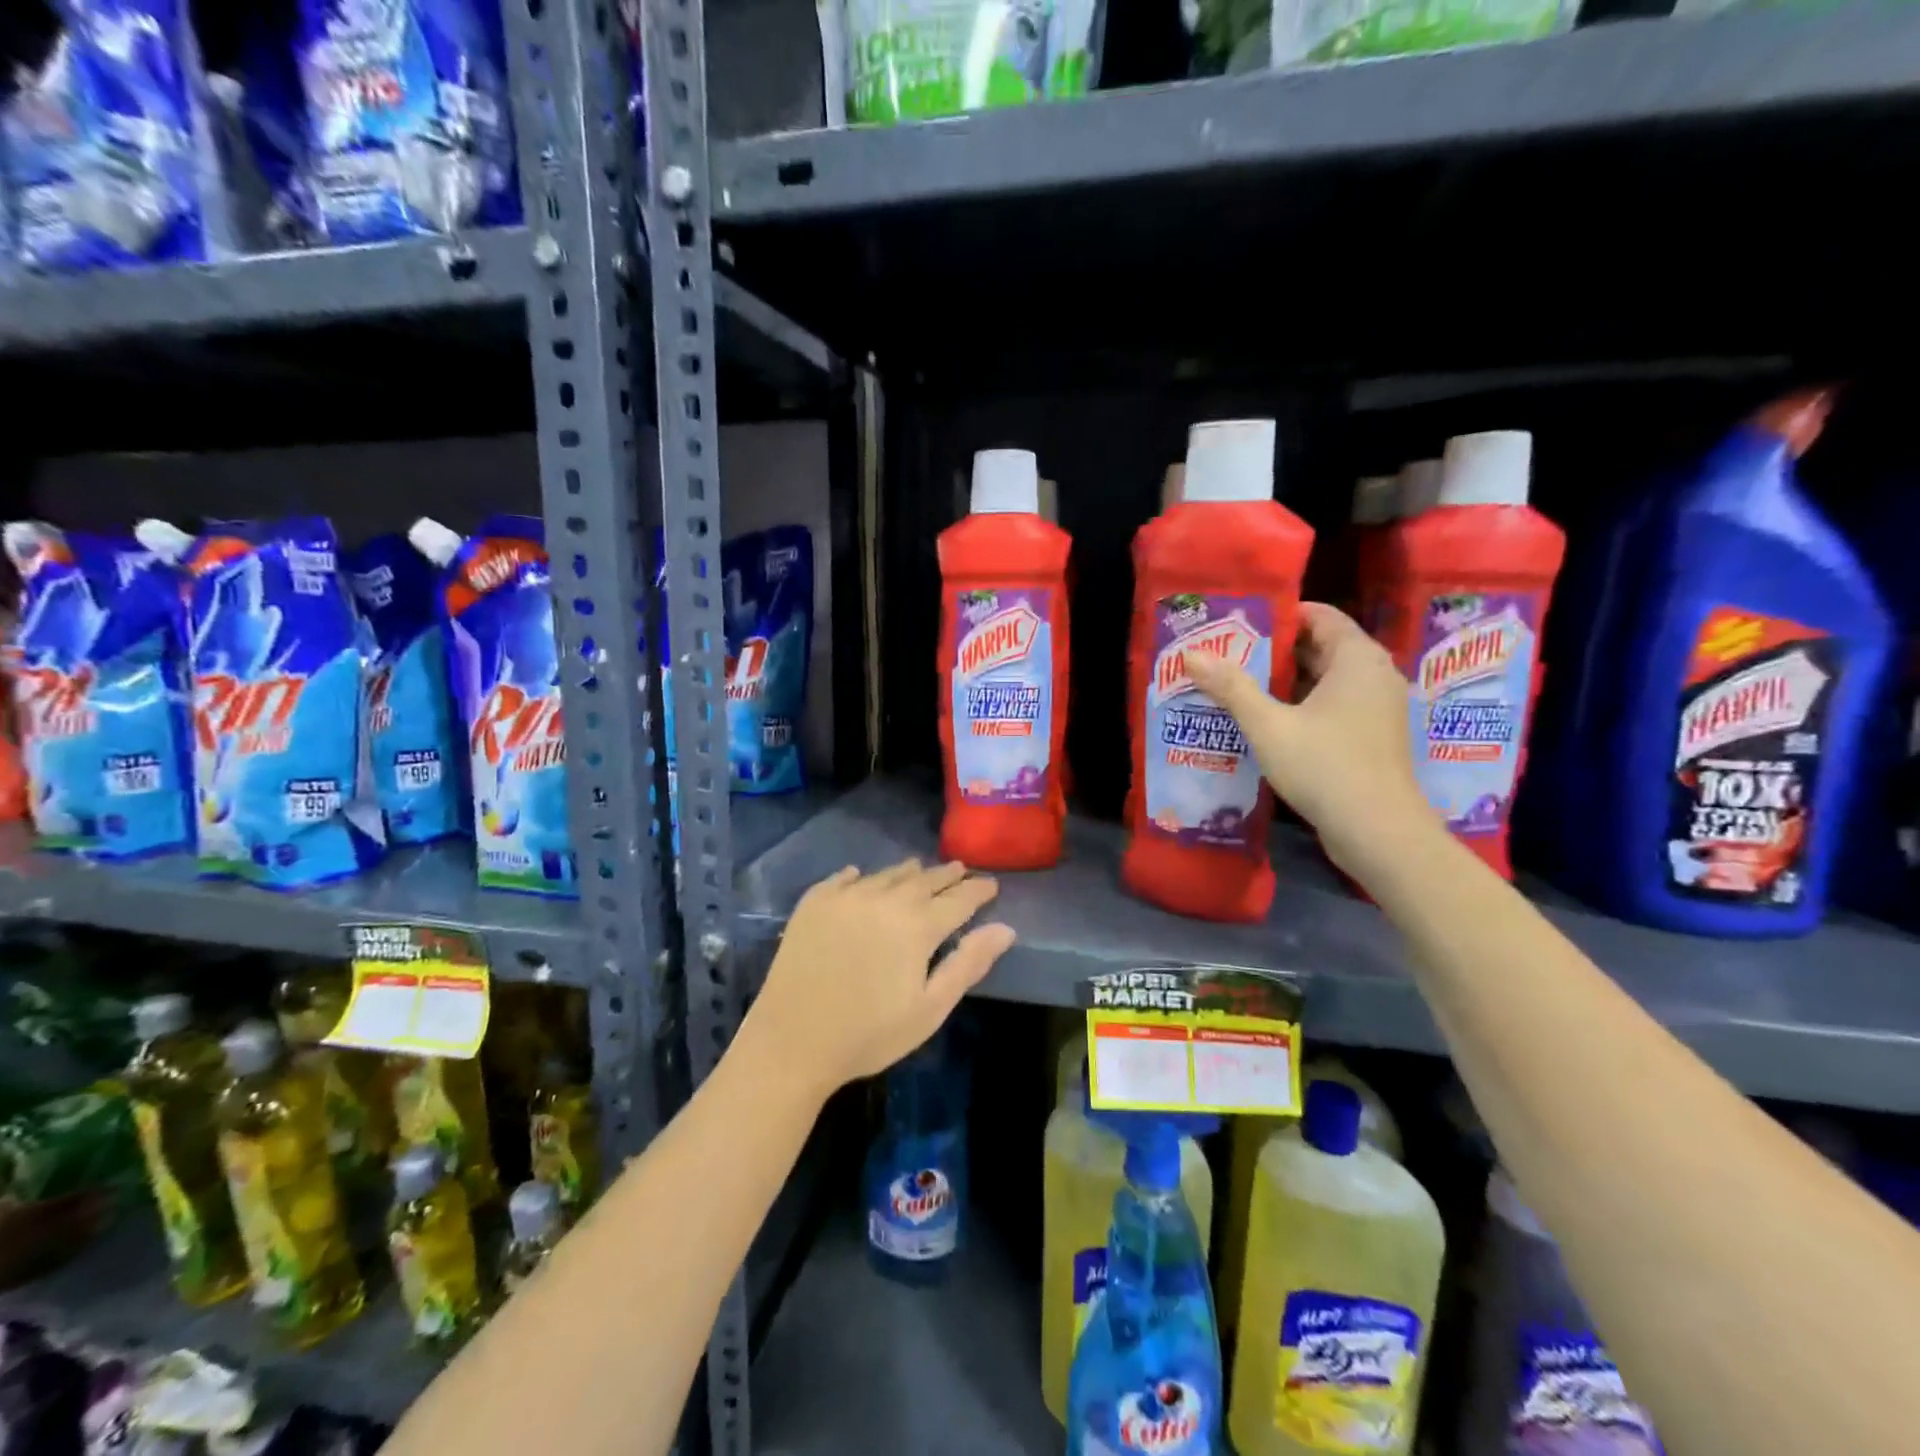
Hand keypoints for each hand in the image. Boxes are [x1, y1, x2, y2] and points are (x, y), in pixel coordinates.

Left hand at [744, 859, 1014, 1100]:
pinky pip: (844, 878)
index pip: (959, 898)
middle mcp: (884, 898)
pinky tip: (860, 877)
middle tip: (961, 870)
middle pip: (924, 879)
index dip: (979, 891)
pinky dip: (861, 877)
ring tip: (919, 870)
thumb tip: (1006, 929)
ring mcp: (845, 896)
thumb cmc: (869, 1034)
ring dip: (908, 872)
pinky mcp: (814, 902)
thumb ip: (968, 963)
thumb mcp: (930, 1008)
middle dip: (947, 875)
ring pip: (887, 874)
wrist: (791, 1042)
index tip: (992, 885)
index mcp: (918, 925)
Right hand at [1186, 603, 1436, 873]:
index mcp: (1357, 659)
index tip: (1239, 625)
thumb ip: (1231, 687)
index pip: (1320, 616)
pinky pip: (1333, 705)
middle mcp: (1374, 675)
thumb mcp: (1268, 725)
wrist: (1376, 830)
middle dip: (1275, 651)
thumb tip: (1191, 654)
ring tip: (1237, 684)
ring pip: (1325, 680)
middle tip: (1228, 654)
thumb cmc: (1324, 766)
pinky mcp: (1372, 735)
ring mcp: (1377, 707)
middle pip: (1321, 647)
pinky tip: (1265, 719)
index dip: (1279, 617)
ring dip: (1285, 681)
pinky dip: (1301, 705)